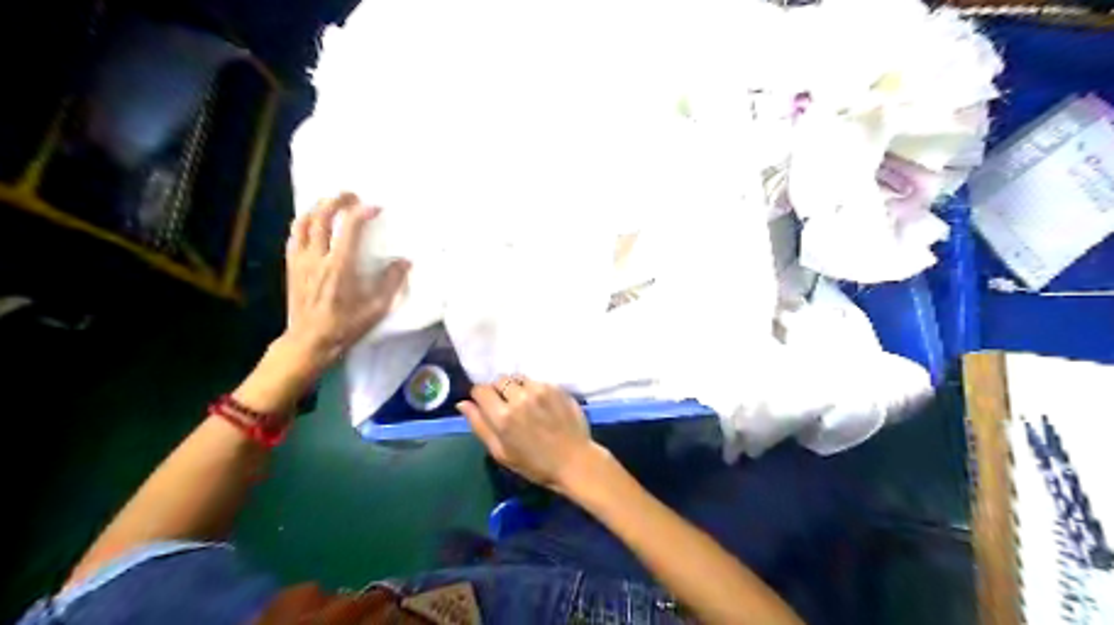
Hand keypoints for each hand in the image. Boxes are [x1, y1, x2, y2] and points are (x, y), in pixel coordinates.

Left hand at [284, 192, 406, 370]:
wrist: (309, 342)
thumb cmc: (345, 327)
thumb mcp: (376, 309)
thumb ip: (391, 283)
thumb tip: (404, 261)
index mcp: (340, 267)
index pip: (350, 228)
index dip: (363, 212)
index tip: (376, 207)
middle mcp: (317, 258)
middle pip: (322, 217)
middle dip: (336, 200)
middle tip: (351, 195)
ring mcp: (300, 261)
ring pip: (303, 222)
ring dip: (318, 207)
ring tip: (331, 203)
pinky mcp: (291, 266)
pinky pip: (294, 235)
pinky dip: (305, 223)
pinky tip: (314, 224)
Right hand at [458, 376, 608, 492]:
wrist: (574, 460)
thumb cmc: (535, 464)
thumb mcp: (501, 452)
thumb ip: (480, 425)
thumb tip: (462, 404)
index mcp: (503, 416)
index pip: (481, 390)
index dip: (481, 397)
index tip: (487, 405)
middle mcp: (520, 398)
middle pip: (499, 380)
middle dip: (499, 391)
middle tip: (508, 407)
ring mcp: (540, 390)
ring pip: (518, 379)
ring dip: (517, 388)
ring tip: (526, 404)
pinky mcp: (556, 387)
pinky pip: (537, 381)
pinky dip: (534, 389)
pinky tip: (541, 405)